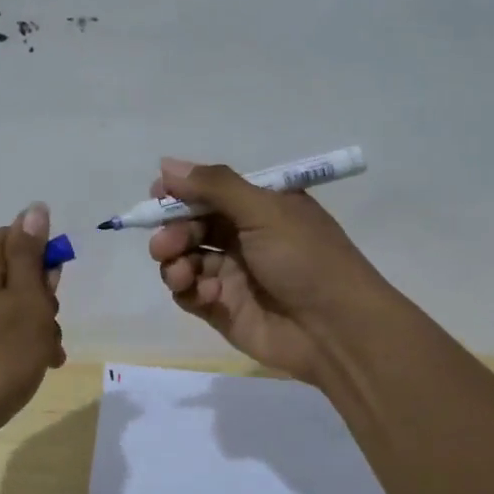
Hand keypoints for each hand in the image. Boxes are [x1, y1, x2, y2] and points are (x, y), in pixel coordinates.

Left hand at [0, 204, 65, 454]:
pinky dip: (7, 344)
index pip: (19, 238)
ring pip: (1, 305)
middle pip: (11, 273)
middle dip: (40, 302)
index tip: (53, 301)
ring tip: (43, 361)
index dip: (44, 268)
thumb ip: (31, 254)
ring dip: (29, 328)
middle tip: (49, 335)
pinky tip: (22, 371)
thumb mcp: (27, 302)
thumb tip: (34, 208)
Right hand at [148, 159, 393, 385]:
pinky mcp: (222, 308)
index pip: (209, 191)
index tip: (157, 196)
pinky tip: (206, 295)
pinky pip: (190, 293)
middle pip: (190, 225)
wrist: (336, 330)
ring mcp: (232, 274)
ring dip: (174, 262)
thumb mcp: (265, 211)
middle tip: (165, 244)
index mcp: (259, 207)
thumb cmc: (306, 259)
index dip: (181, 193)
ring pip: (184, 259)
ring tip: (182, 273)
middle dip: (172, 231)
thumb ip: (215, 186)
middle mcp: (243, 236)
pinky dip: (189, 290)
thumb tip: (166, 164)